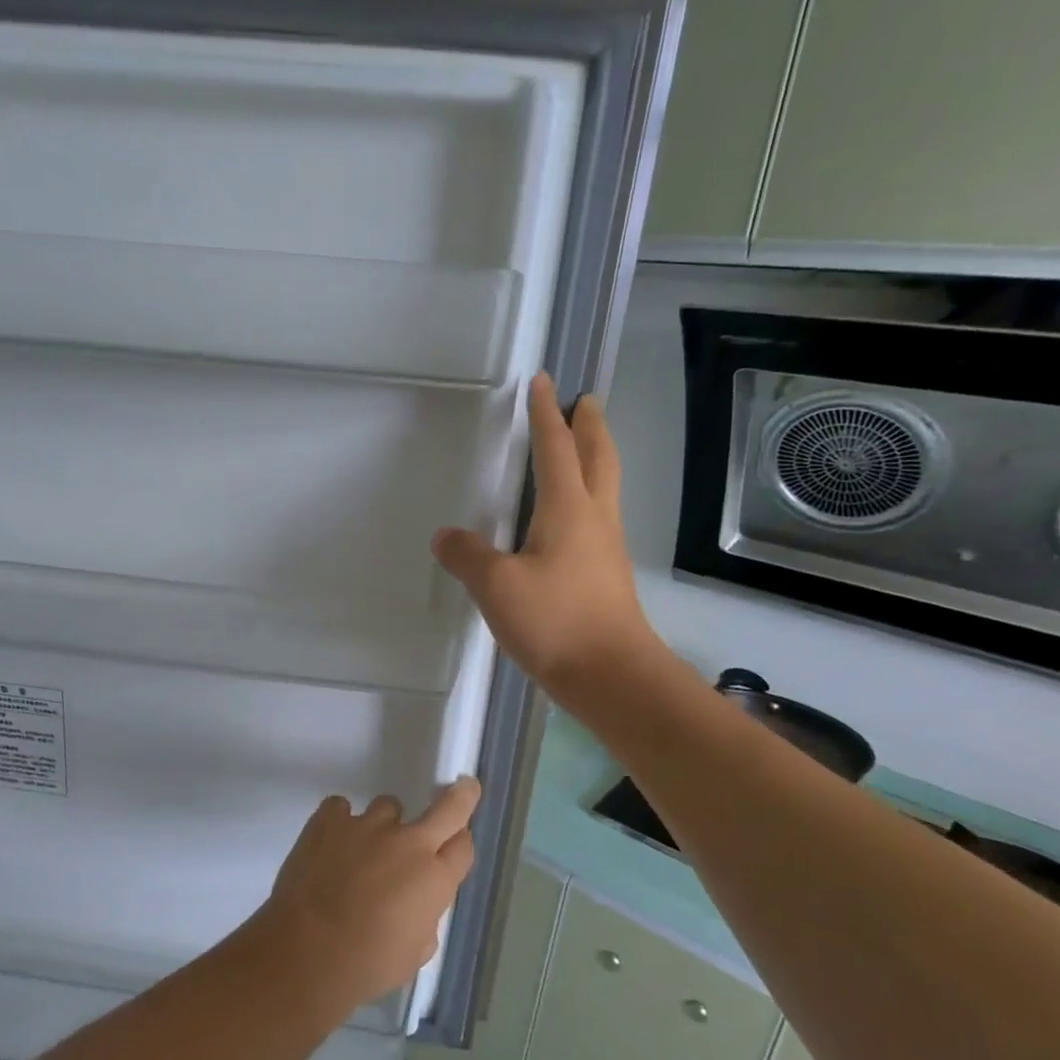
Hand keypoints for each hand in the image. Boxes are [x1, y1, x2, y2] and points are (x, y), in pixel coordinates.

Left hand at [256, 778, 479, 1012]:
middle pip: (447, 808)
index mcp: (434, 878)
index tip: (454, 845)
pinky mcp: (329, 819)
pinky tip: (329, 843)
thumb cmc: (366, 964)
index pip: (463, 846)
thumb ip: (423, 921)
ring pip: (388, 807)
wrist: (306, 952)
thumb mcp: (413, 955)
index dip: (459, 845)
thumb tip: (416, 908)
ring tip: (362, 851)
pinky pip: (340, 808)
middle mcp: (408, 843)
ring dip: (383, 826)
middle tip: (463, 788)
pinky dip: (339, 822)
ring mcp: (367, 825)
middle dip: (459, 797)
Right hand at [432, 373, 656, 698]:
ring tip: (582, 450)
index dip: (546, 415)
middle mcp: (594, 520)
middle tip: (586, 402)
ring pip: (604, 489)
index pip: (555, 449)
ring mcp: (606, 550)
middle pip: (597, 459)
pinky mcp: (607, 578)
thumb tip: (446, 536)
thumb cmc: (556, 622)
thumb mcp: (496, 586)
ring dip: (594, 460)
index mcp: (568, 510)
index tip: (544, 382)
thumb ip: (467, 556)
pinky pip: (598, 520)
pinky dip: (587, 499)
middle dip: (589, 427)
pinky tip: (571, 521)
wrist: (612, 677)